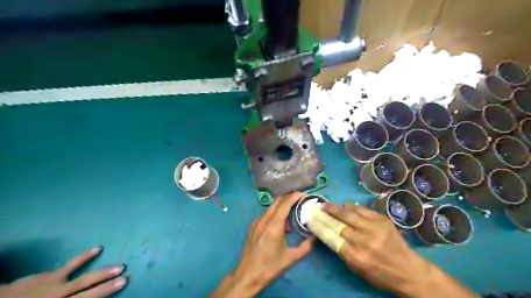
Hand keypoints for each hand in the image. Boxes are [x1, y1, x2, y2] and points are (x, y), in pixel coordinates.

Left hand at [0, 247, 128, 297]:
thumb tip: (86, 296)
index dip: (104, 295)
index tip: (122, 286)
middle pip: (89, 294)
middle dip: (107, 287)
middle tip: (125, 279)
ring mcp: (57, 287)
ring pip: (84, 280)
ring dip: (103, 274)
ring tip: (120, 267)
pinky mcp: (52, 276)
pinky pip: (71, 265)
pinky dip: (85, 257)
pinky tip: (98, 248)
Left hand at [209, 192, 311, 296]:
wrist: (247, 275)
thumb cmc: (270, 267)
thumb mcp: (291, 258)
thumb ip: (306, 247)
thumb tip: (315, 237)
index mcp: (273, 225)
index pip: (285, 203)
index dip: (295, 196)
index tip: (305, 195)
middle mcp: (264, 220)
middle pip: (278, 201)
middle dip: (290, 198)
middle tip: (301, 202)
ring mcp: (256, 222)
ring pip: (271, 207)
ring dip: (283, 207)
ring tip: (293, 216)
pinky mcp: (253, 226)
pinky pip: (266, 214)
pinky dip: (275, 214)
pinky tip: (281, 226)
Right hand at [322, 204, 479, 297]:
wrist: (409, 271)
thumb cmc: (380, 274)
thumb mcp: (357, 268)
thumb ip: (341, 250)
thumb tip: (329, 232)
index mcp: (356, 257)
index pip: (331, 237)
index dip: (319, 226)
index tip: (311, 219)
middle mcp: (364, 241)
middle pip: (339, 223)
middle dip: (326, 214)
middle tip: (318, 208)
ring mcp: (375, 228)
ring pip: (349, 213)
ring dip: (336, 208)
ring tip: (328, 205)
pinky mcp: (383, 220)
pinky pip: (363, 210)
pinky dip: (352, 207)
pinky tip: (346, 206)